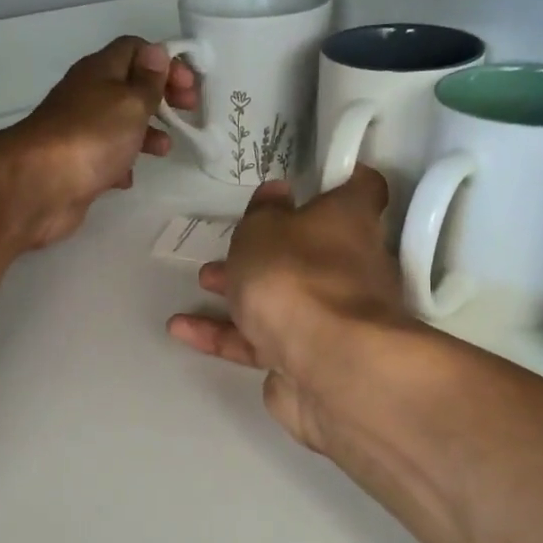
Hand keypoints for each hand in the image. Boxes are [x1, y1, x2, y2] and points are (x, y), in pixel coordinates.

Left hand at [0, 36, 199, 250]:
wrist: (40, 185)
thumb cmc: (92, 136)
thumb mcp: (130, 102)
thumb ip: (148, 81)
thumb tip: (156, 52)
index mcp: (100, 71)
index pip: (135, 50)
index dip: (165, 62)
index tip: (189, 87)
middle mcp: (87, 96)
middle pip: (129, 87)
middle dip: (160, 98)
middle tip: (186, 114)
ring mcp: (79, 132)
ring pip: (119, 124)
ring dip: (145, 133)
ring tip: (164, 150)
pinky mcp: (76, 164)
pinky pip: (105, 157)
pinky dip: (121, 164)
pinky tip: (129, 178)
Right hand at [167, 169, 414, 453]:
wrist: (322, 363)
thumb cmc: (294, 275)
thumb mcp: (263, 230)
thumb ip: (263, 212)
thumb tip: (278, 193)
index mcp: (351, 222)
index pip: (360, 188)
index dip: (337, 180)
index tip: (309, 179)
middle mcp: (352, 267)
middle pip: (313, 249)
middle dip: (269, 248)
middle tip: (234, 243)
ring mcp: (332, 318)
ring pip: (284, 298)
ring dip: (241, 290)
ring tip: (203, 282)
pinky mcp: (307, 360)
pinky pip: (262, 341)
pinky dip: (225, 334)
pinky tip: (182, 330)